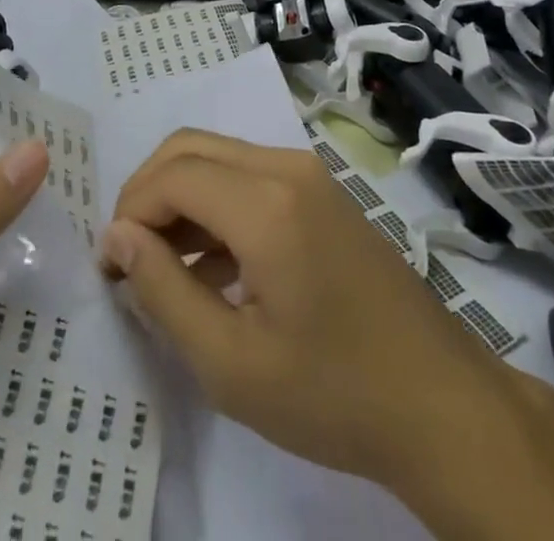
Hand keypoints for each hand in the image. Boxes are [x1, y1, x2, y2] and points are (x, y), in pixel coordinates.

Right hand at [100, 132, 553, 540]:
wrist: (443, 404)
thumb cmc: (334, 393)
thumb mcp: (232, 364)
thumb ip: (165, 292)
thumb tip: (118, 238)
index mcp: (265, 202)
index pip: (170, 176)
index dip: (128, 213)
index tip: (111, 267)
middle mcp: (286, 166)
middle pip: (190, 149)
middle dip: (147, 194)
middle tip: (130, 257)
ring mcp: (309, 173)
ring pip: (218, 157)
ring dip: (180, 197)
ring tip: (164, 267)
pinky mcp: (322, 190)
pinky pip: (249, 174)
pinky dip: (215, 203)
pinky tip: (212, 266)